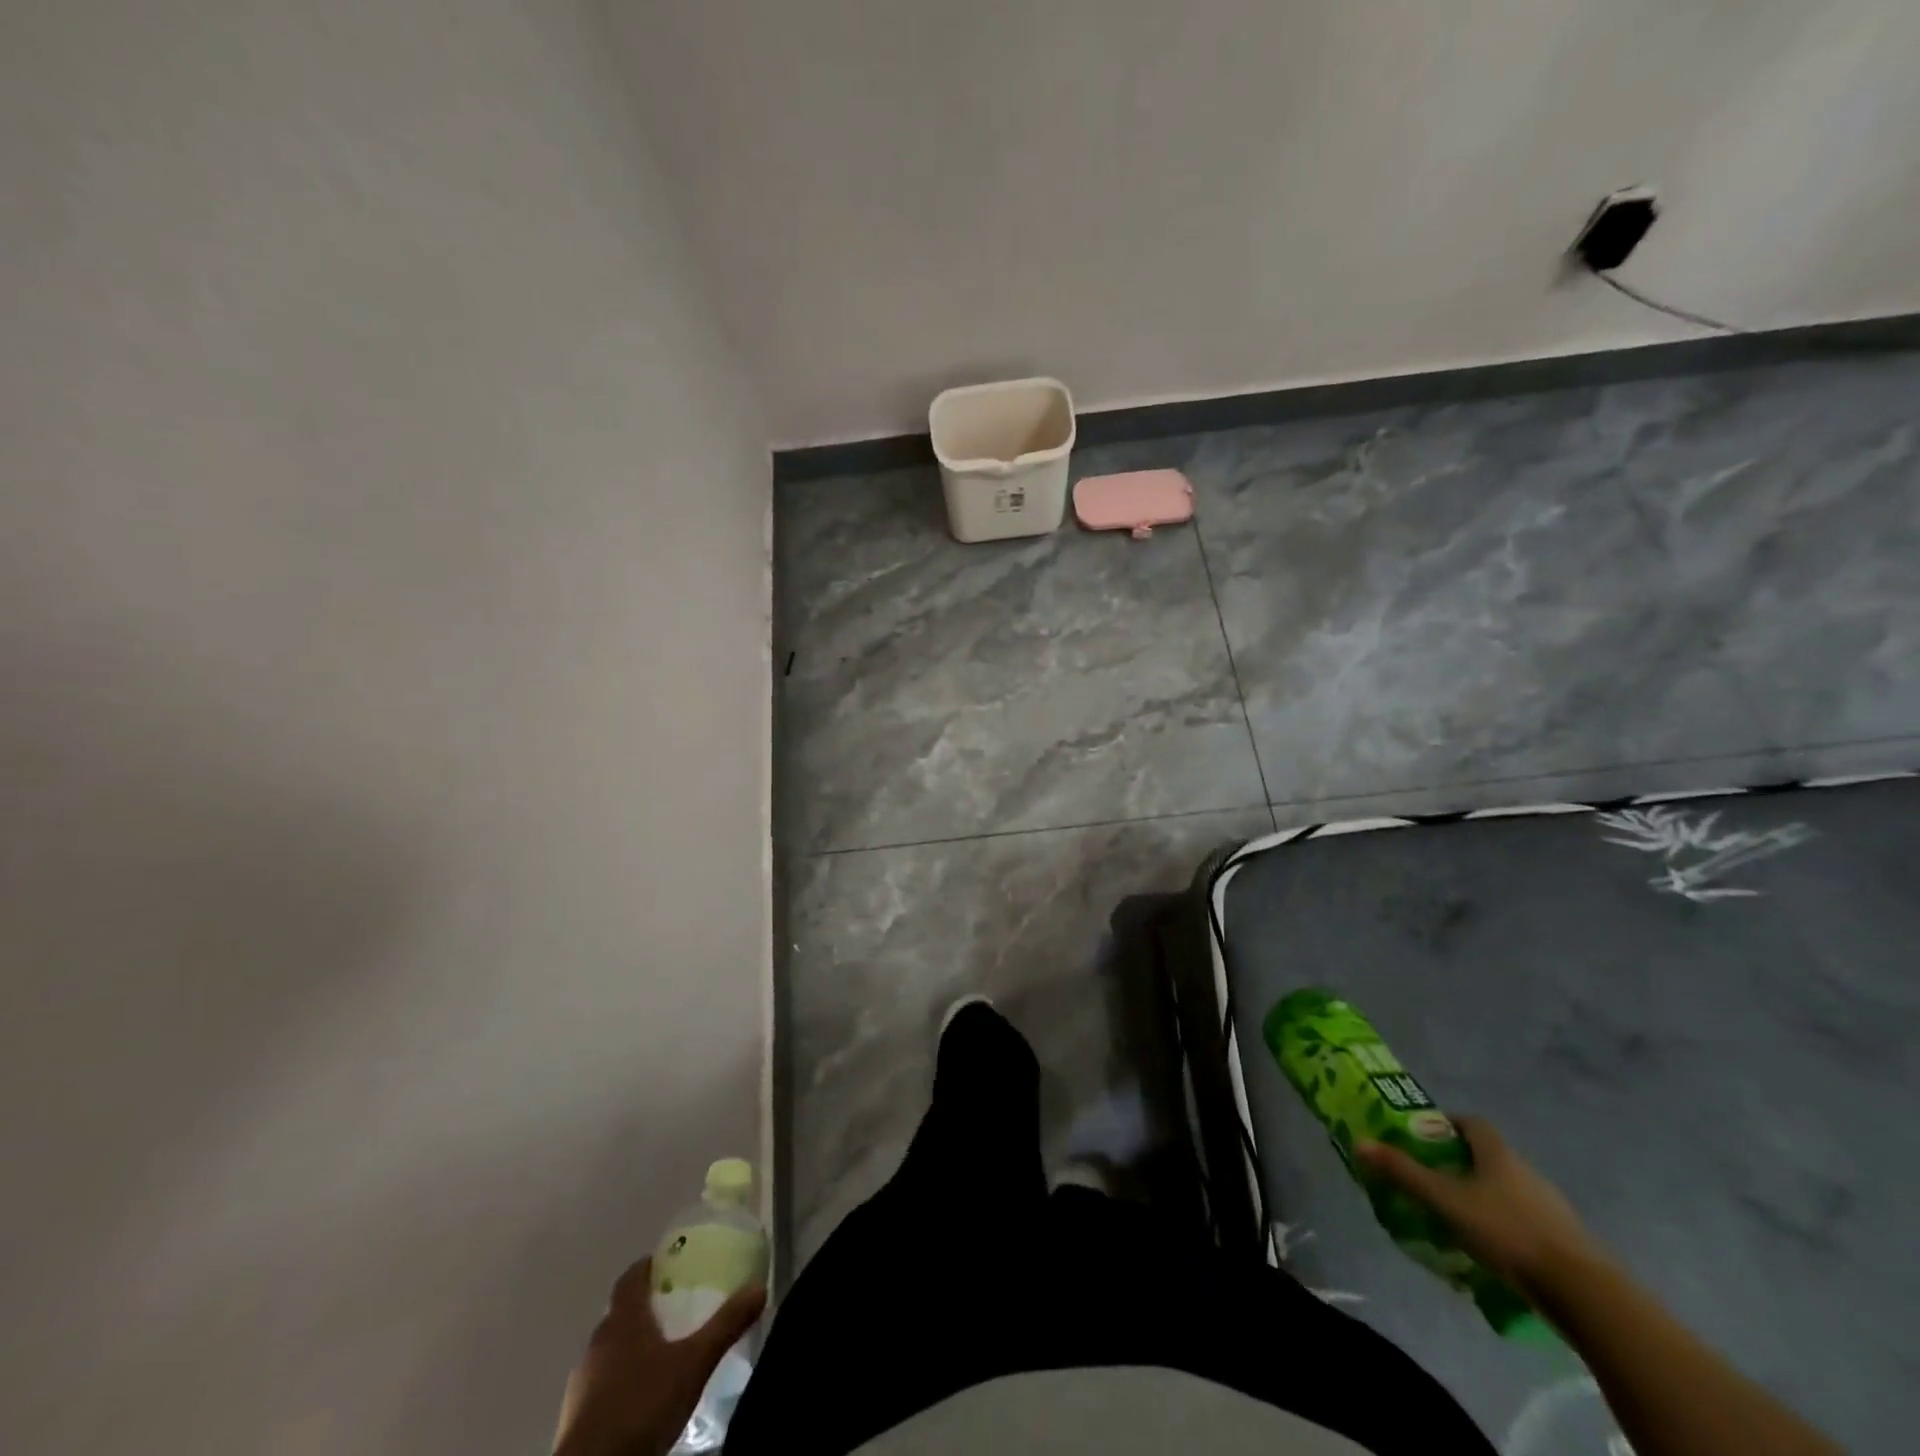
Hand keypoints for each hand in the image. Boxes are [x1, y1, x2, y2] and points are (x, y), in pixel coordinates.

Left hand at [551, 1256, 766, 1455]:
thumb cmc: (641, 1406)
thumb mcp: (694, 1363)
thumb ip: (726, 1324)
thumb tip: (759, 1287)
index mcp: (624, 1319)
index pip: (631, 1277)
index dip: (649, 1266)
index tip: (670, 1265)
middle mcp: (598, 1341)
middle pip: (621, 1312)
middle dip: (646, 1307)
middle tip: (677, 1309)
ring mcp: (582, 1380)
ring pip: (610, 1349)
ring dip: (632, 1346)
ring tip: (663, 1355)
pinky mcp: (574, 1416)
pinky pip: (601, 1383)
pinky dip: (621, 1379)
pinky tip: (642, 1397)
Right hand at [1357, 1116, 1603, 1297]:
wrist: (1584, 1292)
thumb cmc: (1507, 1232)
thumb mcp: (1446, 1201)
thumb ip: (1404, 1173)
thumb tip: (1360, 1142)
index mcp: (1498, 1154)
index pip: (1472, 1123)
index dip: (1449, 1125)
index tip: (1427, 1137)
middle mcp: (1526, 1171)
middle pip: (1490, 1156)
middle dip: (1462, 1163)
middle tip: (1435, 1179)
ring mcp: (1551, 1207)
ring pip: (1509, 1190)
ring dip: (1485, 1196)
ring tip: (1459, 1217)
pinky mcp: (1566, 1241)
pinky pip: (1527, 1221)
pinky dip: (1507, 1226)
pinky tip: (1492, 1249)